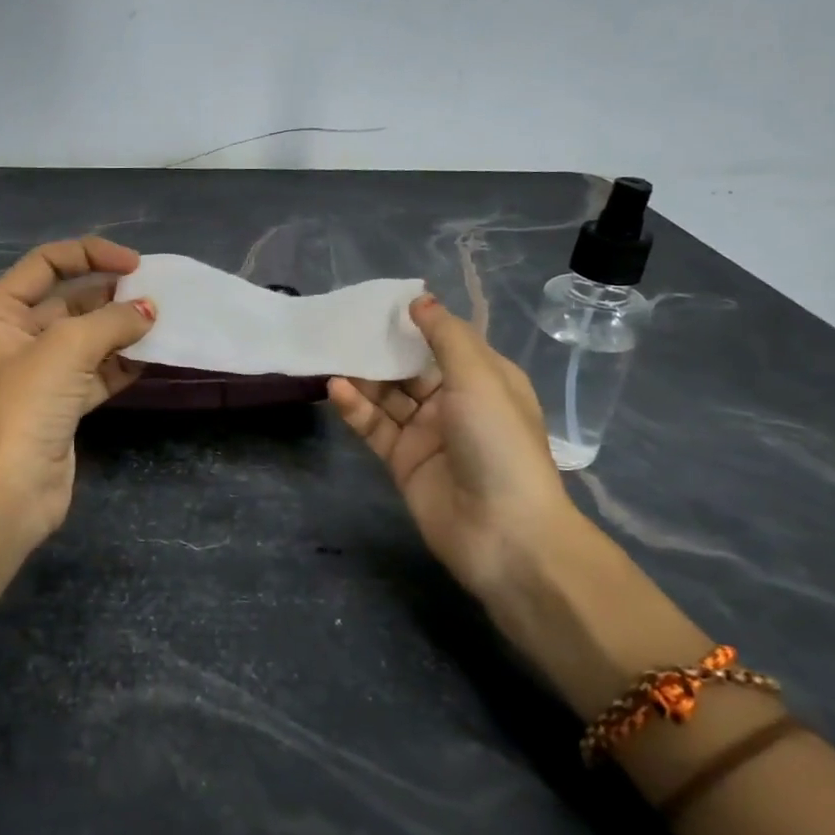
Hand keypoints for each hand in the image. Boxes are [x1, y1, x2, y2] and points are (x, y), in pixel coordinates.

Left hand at [0, 237, 156, 548]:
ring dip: (121, 330)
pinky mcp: (60, 404)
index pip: (45, 264)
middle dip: (111, 296)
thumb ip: (113, 320)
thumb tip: (150, 310)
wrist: (11, 492)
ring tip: (161, 323)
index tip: (134, 264)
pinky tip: (152, 356)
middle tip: (155, 296)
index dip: (90, 255)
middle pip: (68, 301)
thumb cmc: (27, 406)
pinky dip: (121, 363)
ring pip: (86, 338)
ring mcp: (38, 373)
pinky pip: (95, 372)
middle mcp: (13, 338)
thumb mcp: (68, 348)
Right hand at [328, 294, 575, 596]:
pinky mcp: (402, 460)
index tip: (379, 303)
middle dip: (381, 349)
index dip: (415, 322)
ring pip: (387, 396)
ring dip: (363, 377)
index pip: (445, 341)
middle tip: (342, 327)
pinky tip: (336, 389)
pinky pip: (375, 426)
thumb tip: (420, 300)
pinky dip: (355, 408)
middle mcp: (455, 402)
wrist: (504, 534)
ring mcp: (427, 433)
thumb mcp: (479, 379)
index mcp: (484, 379)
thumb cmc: (498, 444)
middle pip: (410, 368)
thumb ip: (445, 337)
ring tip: (331, 354)